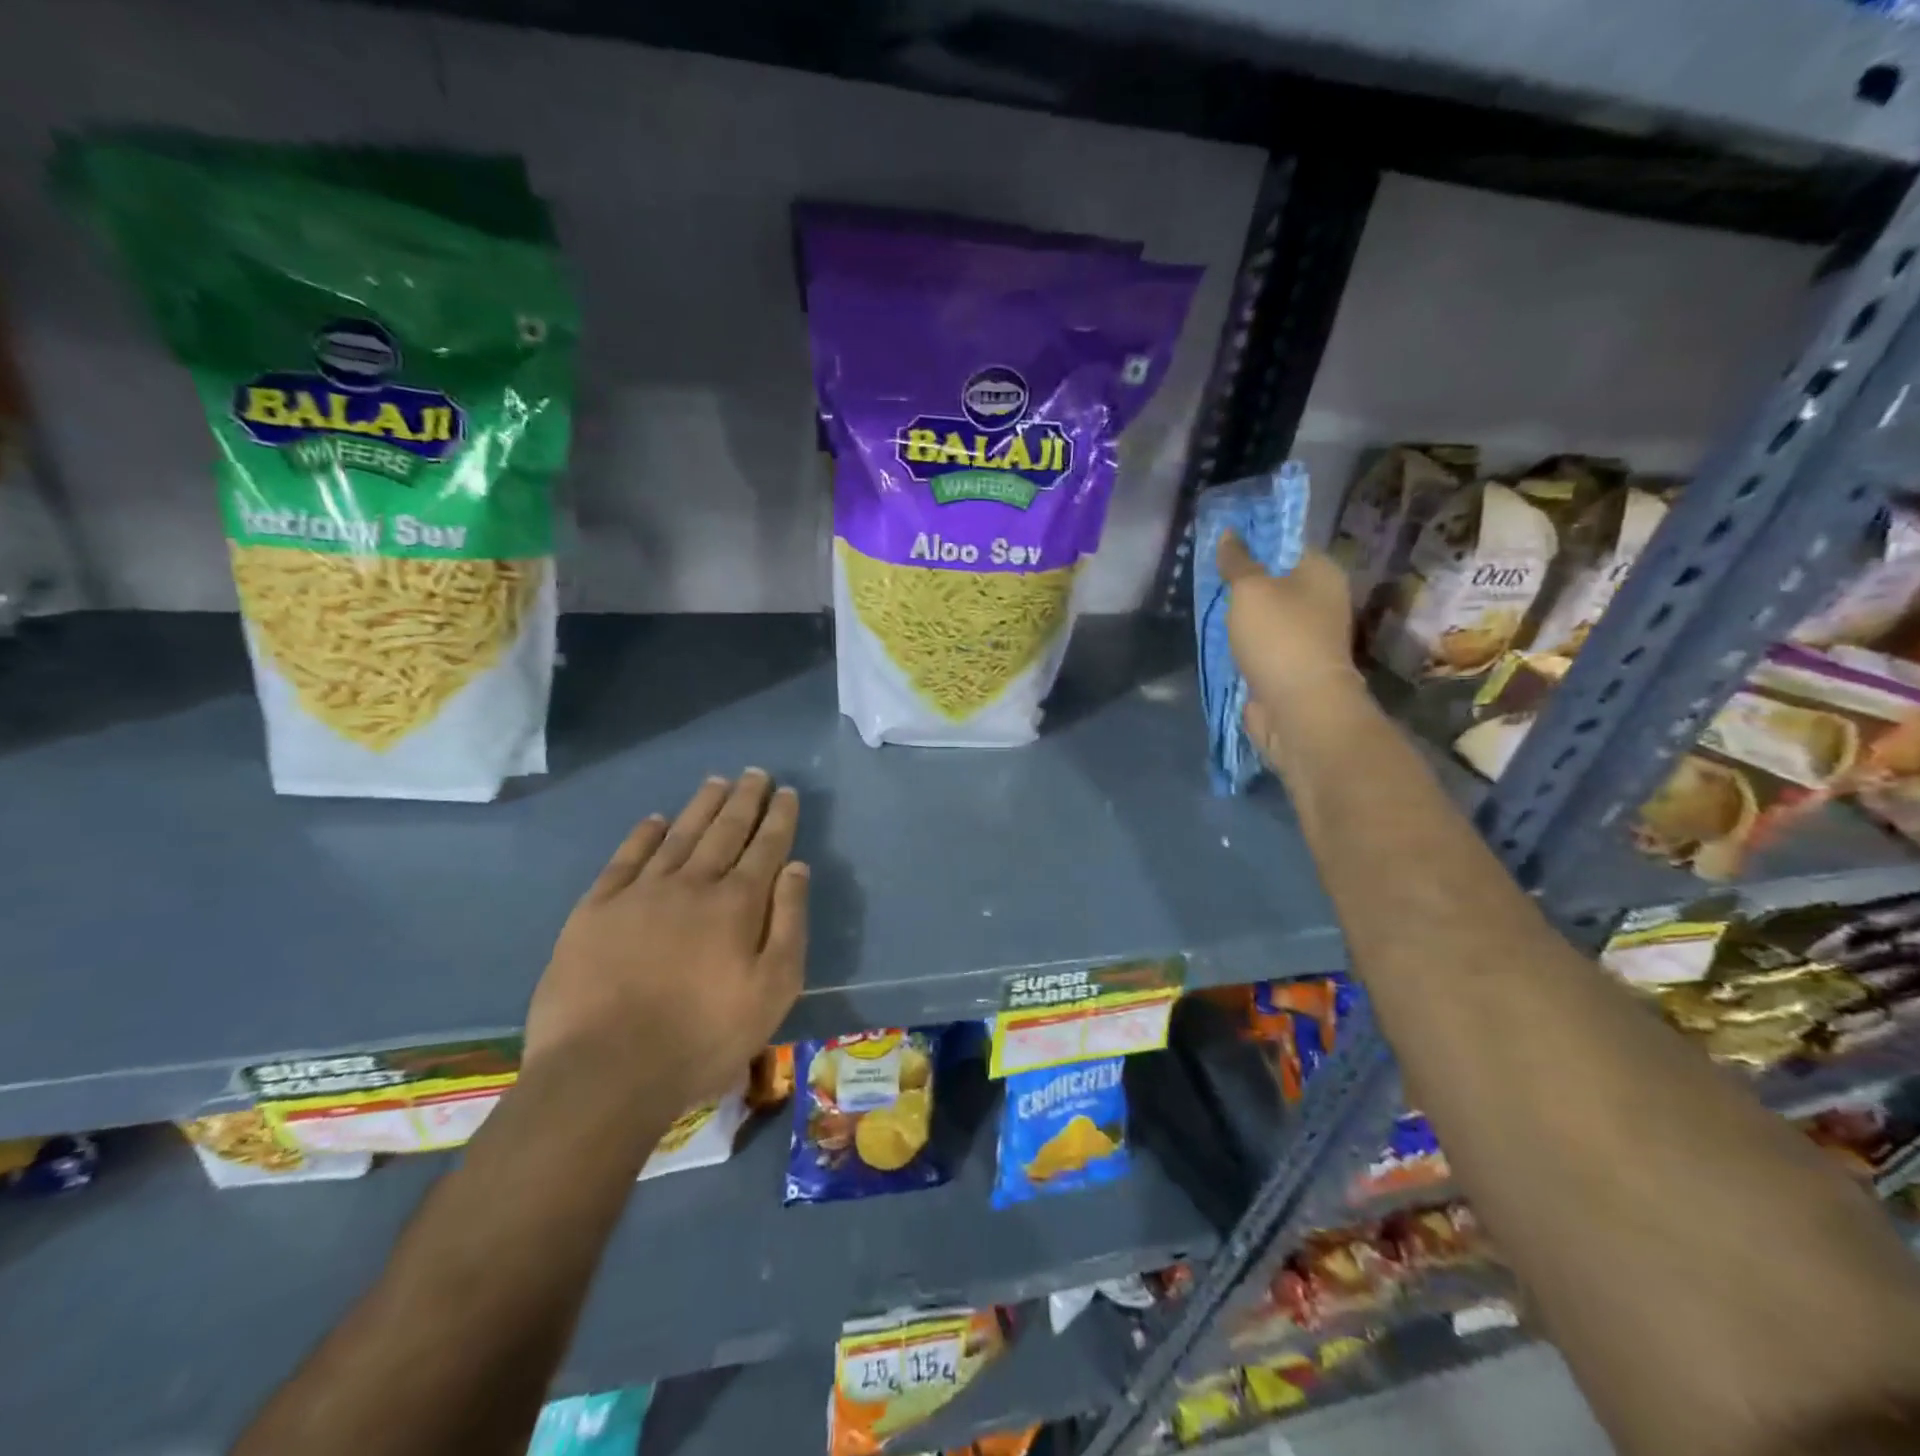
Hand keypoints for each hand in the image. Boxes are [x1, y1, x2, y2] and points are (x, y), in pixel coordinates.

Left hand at [524, 770, 808, 1109]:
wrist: (605, 1071)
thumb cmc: (702, 1037)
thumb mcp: (773, 990)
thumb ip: (789, 923)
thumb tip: (797, 867)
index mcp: (737, 904)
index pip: (765, 847)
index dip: (778, 817)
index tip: (786, 792)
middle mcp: (692, 884)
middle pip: (724, 830)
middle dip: (744, 800)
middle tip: (755, 773)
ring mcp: (640, 893)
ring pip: (679, 835)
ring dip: (701, 806)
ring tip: (716, 782)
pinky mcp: (596, 910)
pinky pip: (626, 859)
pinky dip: (644, 835)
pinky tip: (655, 820)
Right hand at [1217, 533, 1368, 761]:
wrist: (1297, 707)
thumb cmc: (1279, 637)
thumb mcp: (1250, 589)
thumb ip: (1237, 561)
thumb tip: (1229, 534)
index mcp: (1321, 572)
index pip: (1286, 544)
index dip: (1254, 542)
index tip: (1220, 546)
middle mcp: (1321, 600)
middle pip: (1275, 580)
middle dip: (1243, 580)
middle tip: (1208, 576)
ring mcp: (1307, 635)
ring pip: (1266, 614)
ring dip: (1241, 614)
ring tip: (1208, 605)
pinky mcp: (1291, 665)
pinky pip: (1261, 643)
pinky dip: (1243, 641)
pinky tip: (1219, 637)